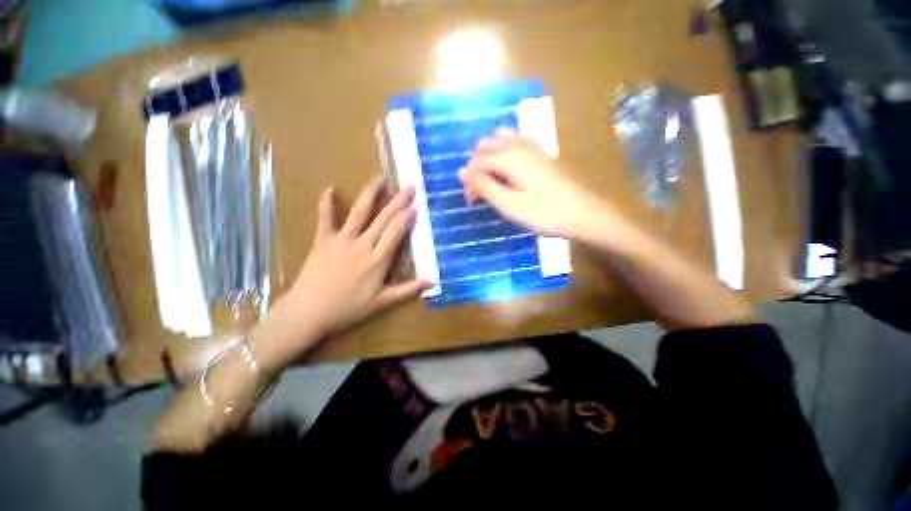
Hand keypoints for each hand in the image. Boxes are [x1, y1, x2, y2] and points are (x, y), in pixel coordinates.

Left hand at [281, 178, 431, 344]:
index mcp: (378, 260)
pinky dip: (326, 203)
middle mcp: (362, 245)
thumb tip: (433, 282)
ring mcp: (342, 240)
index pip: (396, 233)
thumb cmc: (348, 309)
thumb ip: (408, 290)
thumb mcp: (382, 302)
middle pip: (383, 219)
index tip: (415, 207)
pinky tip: (330, 188)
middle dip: (398, 201)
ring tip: (380, 179)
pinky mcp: (323, 240)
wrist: (309, 312)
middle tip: (409, 187)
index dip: (406, 218)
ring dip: (371, 194)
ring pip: (359, 212)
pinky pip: (325, 218)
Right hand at [459, 128, 616, 239]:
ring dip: (489, 156)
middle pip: (484, 146)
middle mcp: (517, 146)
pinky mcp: (541, 154)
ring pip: (499, 139)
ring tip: (491, 178)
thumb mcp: (509, 205)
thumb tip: (461, 171)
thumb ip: (484, 186)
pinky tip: (508, 168)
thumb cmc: (544, 213)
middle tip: (481, 192)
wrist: (583, 213)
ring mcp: (532, 147)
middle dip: (476, 166)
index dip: (469, 182)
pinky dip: (504, 151)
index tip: (472, 203)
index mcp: (508, 158)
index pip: (476, 163)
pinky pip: (515, 141)